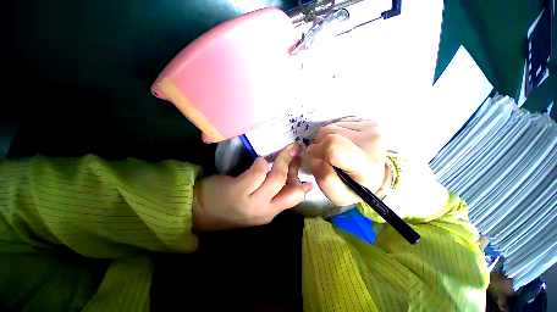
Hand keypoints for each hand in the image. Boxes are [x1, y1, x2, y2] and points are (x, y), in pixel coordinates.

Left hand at [193, 144, 312, 230]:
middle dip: (294, 166)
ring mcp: (252, 202)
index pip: (295, 198)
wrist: (201, 211)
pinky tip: (258, 161)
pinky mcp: (239, 191)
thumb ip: (274, 194)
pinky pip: (258, 172)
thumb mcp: (258, 204)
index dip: (303, 184)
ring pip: (277, 178)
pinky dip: (261, 163)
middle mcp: (265, 210)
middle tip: (294, 151)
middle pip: (291, 188)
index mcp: (271, 212)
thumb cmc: (231, 205)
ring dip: (281, 160)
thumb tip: (294, 182)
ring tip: (280, 152)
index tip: (304, 170)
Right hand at [307, 119, 387, 206]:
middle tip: (325, 157)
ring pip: (331, 127)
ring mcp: (372, 127)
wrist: (378, 175)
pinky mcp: (368, 120)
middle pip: (328, 133)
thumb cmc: (357, 187)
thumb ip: (324, 179)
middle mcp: (372, 140)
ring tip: (335, 151)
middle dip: (319, 145)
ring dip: (326, 139)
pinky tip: (342, 144)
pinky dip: (334, 133)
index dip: (317, 151)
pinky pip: (338, 123)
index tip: (316, 158)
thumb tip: (314, 154)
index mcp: (366, 162)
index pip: (332, 147)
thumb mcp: (339, 196)